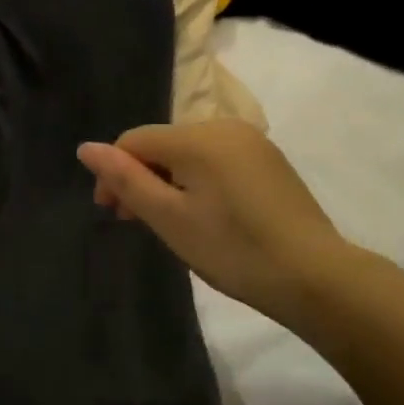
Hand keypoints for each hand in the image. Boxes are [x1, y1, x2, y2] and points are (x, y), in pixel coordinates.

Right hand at [77, 119, 358, 326]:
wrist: (317, 277)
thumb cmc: (233, 249)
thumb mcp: (169, 218)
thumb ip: (126, 180)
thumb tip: (85, 148)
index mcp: (197, 136)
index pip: (134, 141)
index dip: (114, 173)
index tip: (111, 213)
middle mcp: (224, 127)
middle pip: (162, 144)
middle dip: (140, 178)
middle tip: (133, 221)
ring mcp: (251, 142)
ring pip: (188, 153)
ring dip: (167, 182)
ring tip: (167, 222)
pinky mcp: (269, 162)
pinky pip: (215, 161)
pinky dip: (197, 183)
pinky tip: (203, 216)